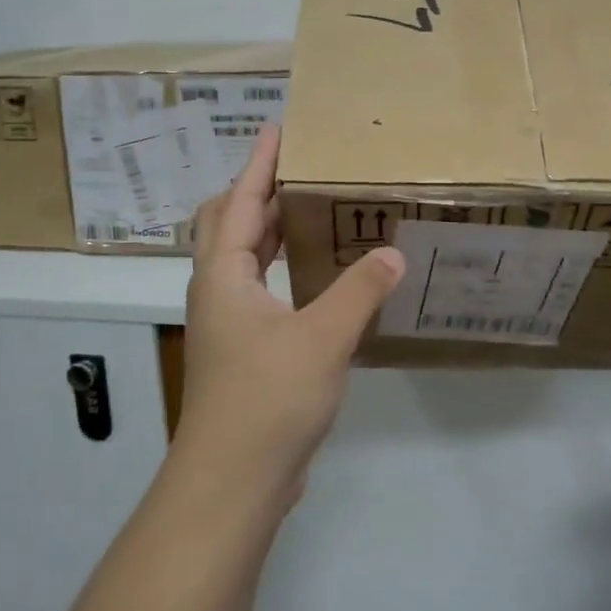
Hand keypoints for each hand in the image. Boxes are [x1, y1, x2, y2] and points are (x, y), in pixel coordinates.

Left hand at [174, 125, 404, 508]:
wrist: (232, 481)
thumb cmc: (268, 399)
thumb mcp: (322, 338)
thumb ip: (359, 291)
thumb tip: (392, 252)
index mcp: (224, 275)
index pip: (241, 202)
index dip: (259, 164)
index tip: (278, 129)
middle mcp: (218, 290)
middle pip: (229, 224)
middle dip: (257, 191)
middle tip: (296, 168)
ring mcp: (227, 323)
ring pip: (242, 259)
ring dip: (268, 229)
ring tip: (308, 209)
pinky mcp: (242, 350)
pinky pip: (258, 289)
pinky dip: (280, 268)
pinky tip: (315, 276)